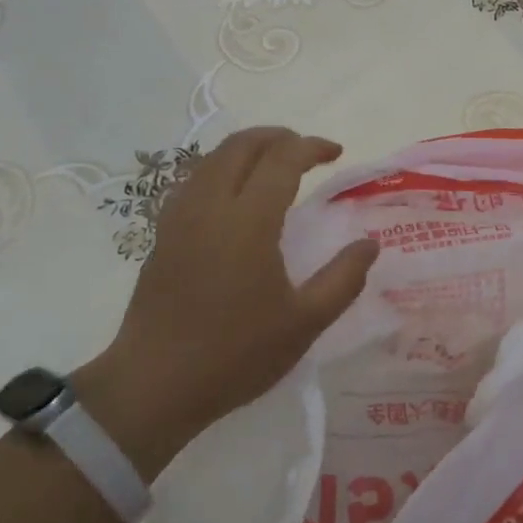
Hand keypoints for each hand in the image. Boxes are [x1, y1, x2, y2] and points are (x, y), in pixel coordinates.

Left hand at [77, 128, 377, 476]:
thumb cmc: (235, 354)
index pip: (282, 158)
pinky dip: (223, 169)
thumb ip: (343, 278)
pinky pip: (195, 179)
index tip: (336, 153)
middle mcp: (210, 205)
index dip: (311, 146)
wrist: (154, 384)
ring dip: (249, 149)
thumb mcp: (304, 323)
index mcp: (248, 220)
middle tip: (307, 151)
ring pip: (213, 158)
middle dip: (279, 137)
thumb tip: (369, 244)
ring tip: (275, 166)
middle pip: (242, 145)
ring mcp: (180, 217)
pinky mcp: (163, 234)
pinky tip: (236, 197)